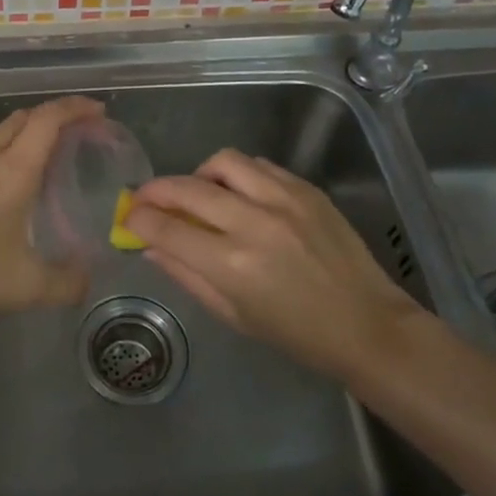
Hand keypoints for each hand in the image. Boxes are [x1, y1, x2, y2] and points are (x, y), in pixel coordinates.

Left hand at [0, 95, 104, 324]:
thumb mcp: (25, 287)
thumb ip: (65, 283)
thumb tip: (87, 279)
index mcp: (13, 171)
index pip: (48, 120)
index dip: (75, 108)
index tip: (98, 111)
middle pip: (22, 117)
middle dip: (54, 117)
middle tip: (76, 134)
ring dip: (21, 128)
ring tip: (36, 151)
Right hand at [124, 149, 423, 380]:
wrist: (368, 325)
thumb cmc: (296, 333)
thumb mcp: (232, 314)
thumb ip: (186, 274)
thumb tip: (150, 245)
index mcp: (232, 264)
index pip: (166, 227)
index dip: (138, 219)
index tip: (128, 217)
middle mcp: (254, 223)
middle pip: (186, 188)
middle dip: (155, 190)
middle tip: (146, 199)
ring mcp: (284, 200)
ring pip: (223, 162)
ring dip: (199, 175)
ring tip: (200, 194)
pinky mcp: (306, 189)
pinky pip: (259, 166)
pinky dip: (238, 176)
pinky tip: (240, 195)